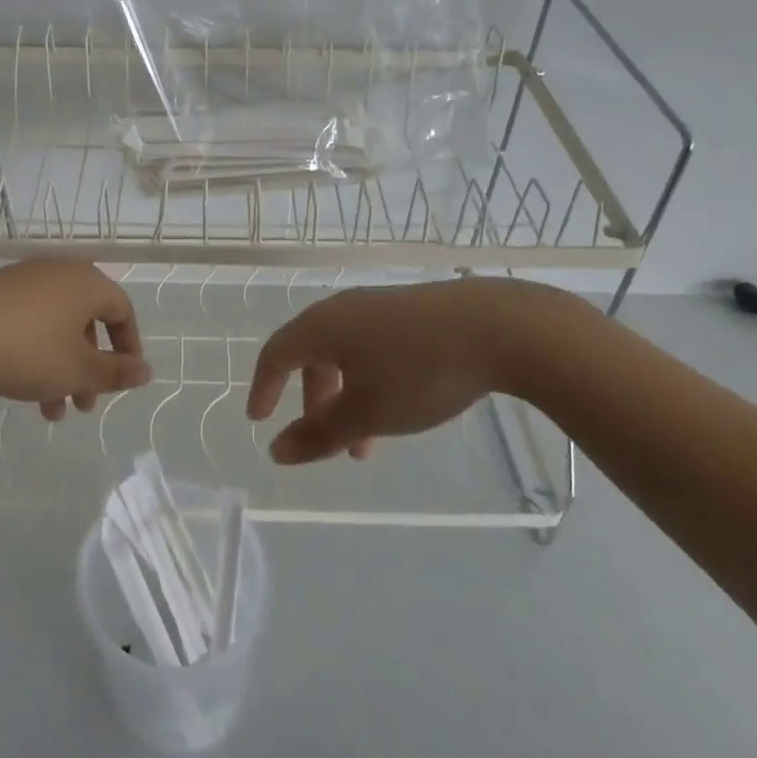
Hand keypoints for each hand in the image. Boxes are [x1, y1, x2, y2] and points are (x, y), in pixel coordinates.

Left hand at [0, 261, 148, 419]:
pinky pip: (28, 322)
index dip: (128, 345)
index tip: (124, 377)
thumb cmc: (30, 349)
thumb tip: (146, 371)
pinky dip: (34, 353)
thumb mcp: (78, 370)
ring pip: (56, 327)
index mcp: (87, 283)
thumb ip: (115, 372)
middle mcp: (58, 273)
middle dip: (89, 367)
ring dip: (61, 369)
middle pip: (87, 321)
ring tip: (50, 412)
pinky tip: (20, 387)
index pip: (122, 309)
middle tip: (84, 404)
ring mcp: (23, 280)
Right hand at [246, 278, 595, 463]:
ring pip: (345, 355)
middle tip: (323, 441)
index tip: (260, 421)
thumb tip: (275, 451)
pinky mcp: (411, 312)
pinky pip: (371, 348)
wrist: (496, 328)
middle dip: (311, 401)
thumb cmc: (418, 371)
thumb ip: (318, 435)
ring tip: (366, 443)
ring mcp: (379, 307)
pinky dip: (368, 382)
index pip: (275, 353)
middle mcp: (343, 310)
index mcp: (321, 326)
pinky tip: (398, 407)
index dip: (263, 387)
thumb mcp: (366, 413)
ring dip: (344, 398)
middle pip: (310, 354)